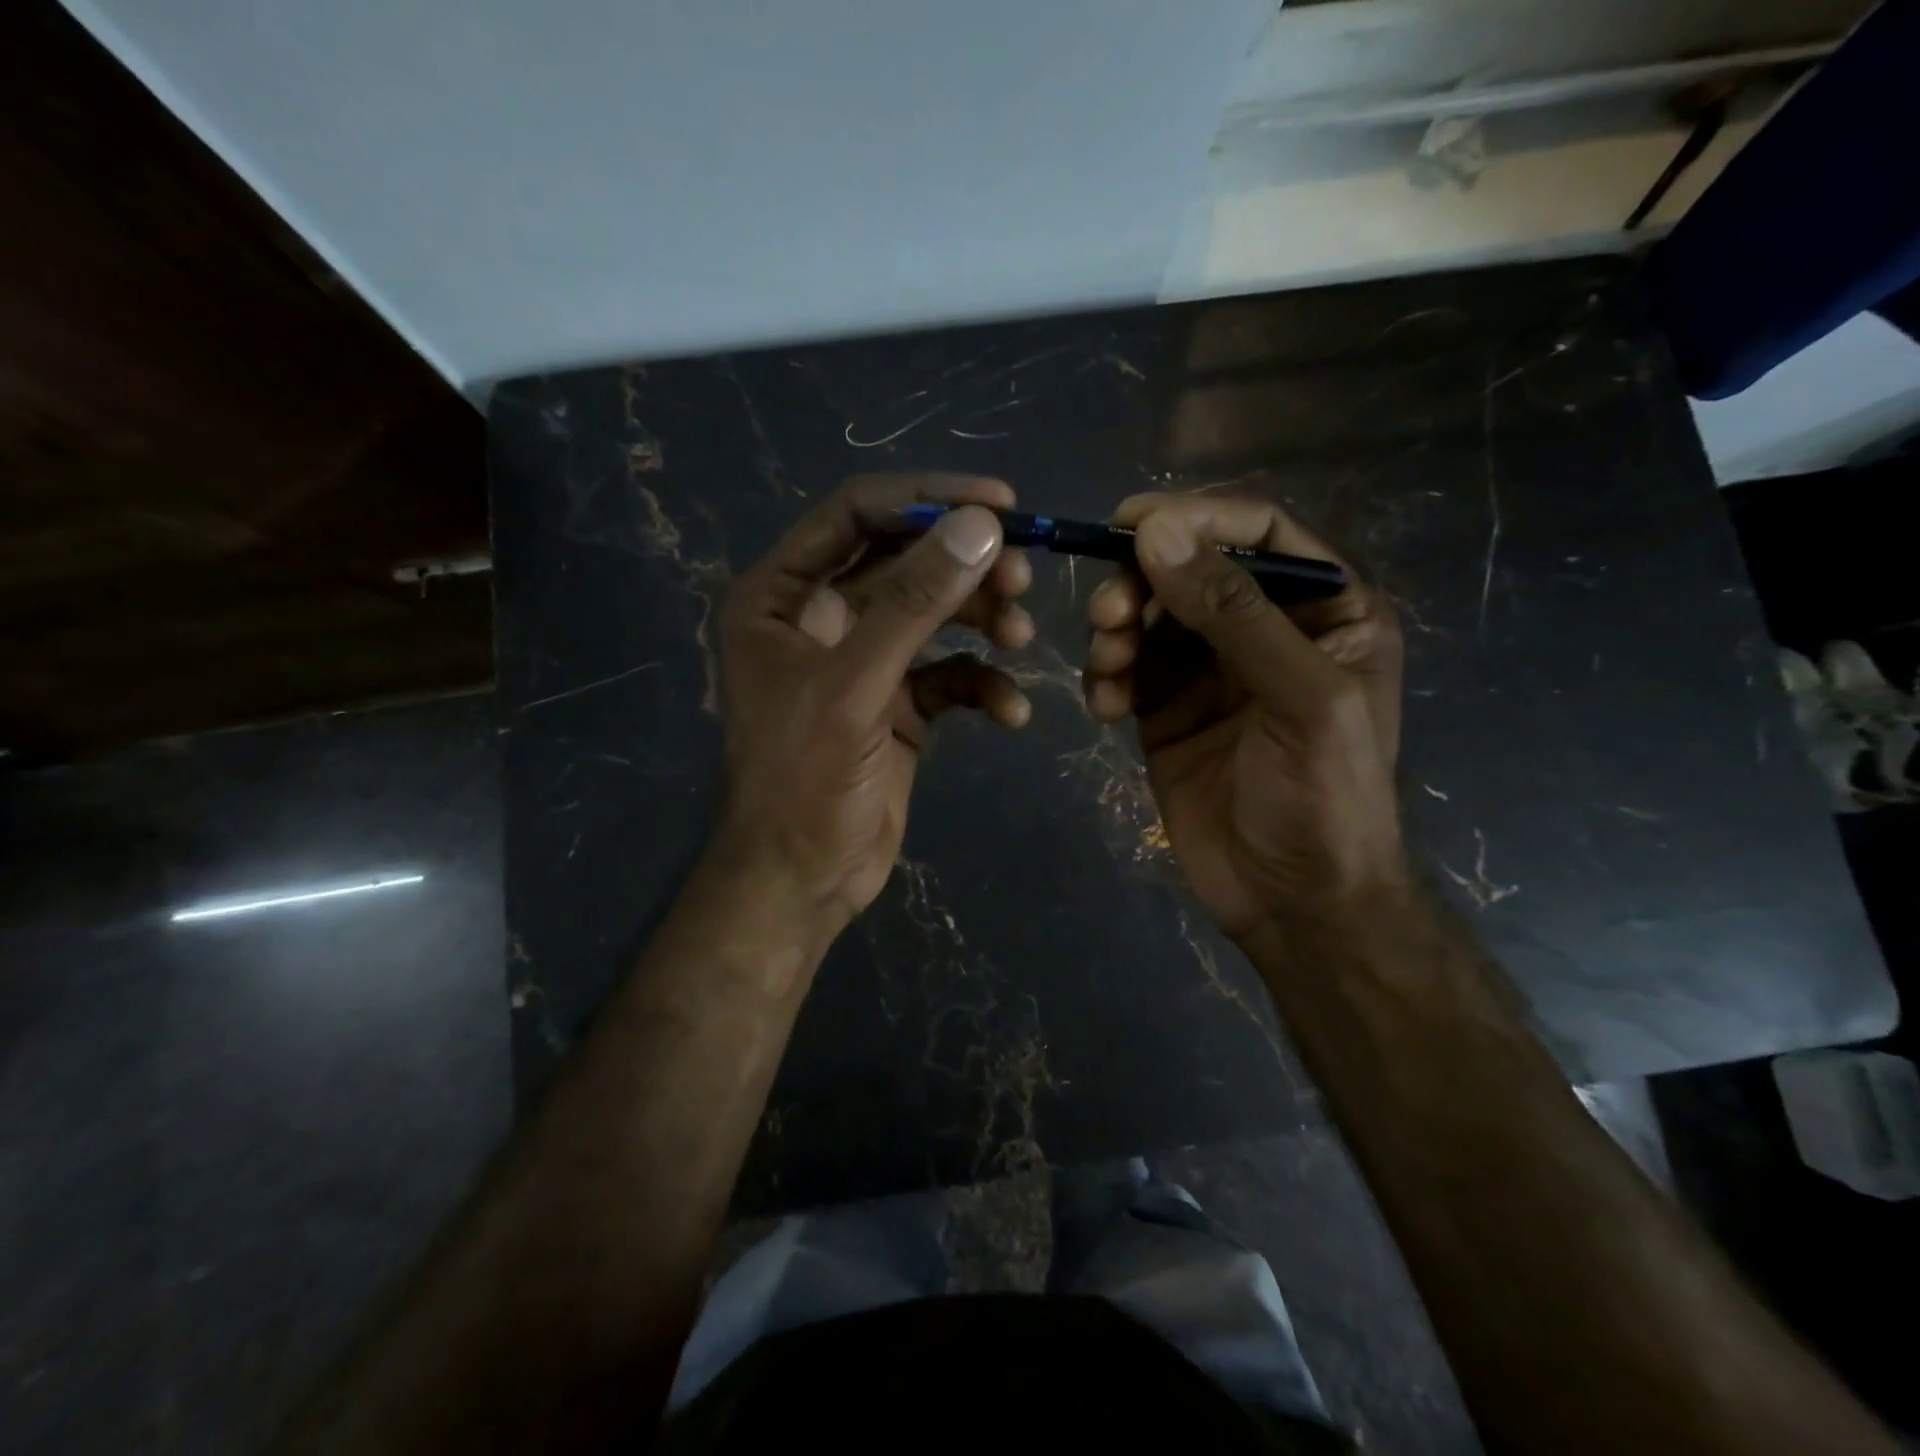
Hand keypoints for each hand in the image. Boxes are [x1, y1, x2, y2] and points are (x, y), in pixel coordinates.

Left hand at [715, 474, 1034, 928]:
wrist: (804, 880)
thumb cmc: (803, 780)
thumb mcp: (856, 685)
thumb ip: (914, 603)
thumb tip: (981, 525)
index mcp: (782, 595)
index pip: (856, 514)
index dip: (926, 499)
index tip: (1000, 501)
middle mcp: (820, 618)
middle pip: (904, 562)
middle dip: (964, 567)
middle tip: (1022, 576)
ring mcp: (863, 662)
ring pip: (934, 616)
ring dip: (982, 621)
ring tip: (1021, 640)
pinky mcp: (898, 704)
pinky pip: (949, 675)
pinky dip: (982, 686)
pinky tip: (1010, 713)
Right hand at [1082, 494, 1406, 941]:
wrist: (1295, 902)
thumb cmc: (1324, 798)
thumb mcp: (1300, 697)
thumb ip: (1233, 612)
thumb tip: (1156, 531)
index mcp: (1325, 610)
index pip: (1259, 531)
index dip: (1196, 516)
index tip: (1129, 522)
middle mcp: (1264, 629)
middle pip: (1190, 569)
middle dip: (1142, 583)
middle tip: (1109, 615)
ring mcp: (1209, 670)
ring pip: (1148, 616)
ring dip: (1116, 631)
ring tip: (1108, 668)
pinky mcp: (1165, 709)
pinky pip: (1125, 668)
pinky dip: (1105, 676)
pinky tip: (1104, 707)